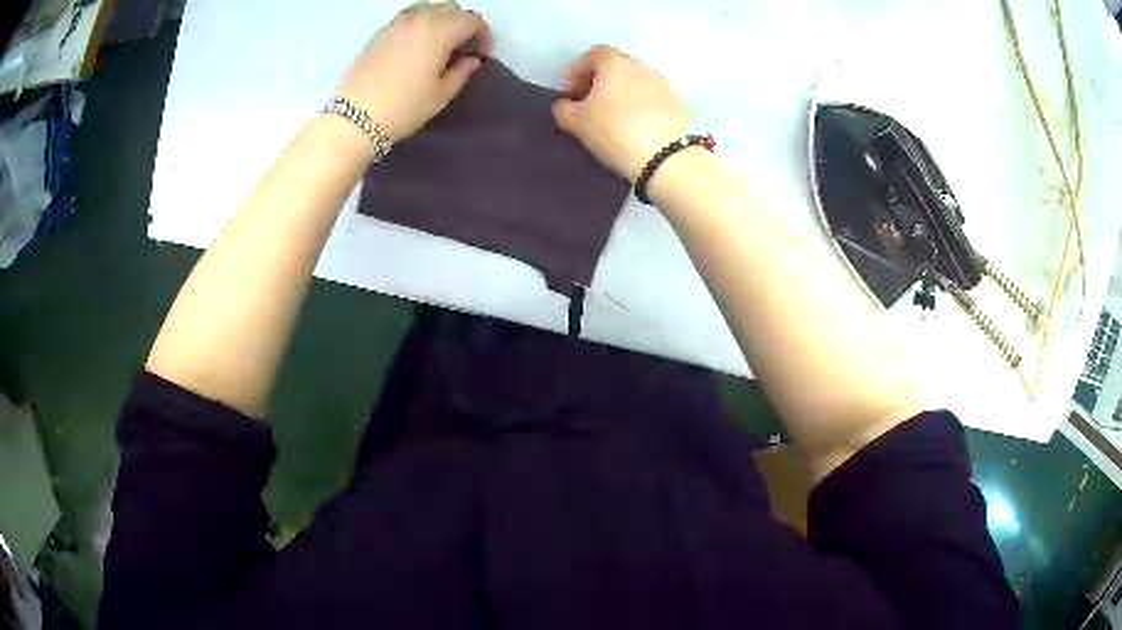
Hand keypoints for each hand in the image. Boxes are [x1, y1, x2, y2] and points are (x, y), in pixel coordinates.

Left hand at [337, 1, 491, 142]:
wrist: (354, 118)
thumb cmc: (404, 108)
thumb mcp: (440, 95)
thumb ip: (461, 72)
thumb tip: (471, 60)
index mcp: (440, 32)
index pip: (472, 20)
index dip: (483, 35)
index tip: (480, 54)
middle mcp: (420, 19)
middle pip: (451, 8)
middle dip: (461, 24)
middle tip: (460, 49)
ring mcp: (396, 24)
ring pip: (427, 8)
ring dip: (438, 20)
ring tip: (436, 44)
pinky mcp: (379, 33)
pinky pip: (407, 17)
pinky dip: (418, 24)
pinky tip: (414, 48)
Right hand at [552, 45, 689, 182]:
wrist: (667, 158)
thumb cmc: (615, 131)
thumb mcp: (577, 122)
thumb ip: (564, 109)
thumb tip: (565, 104)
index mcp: (615, 62)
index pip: (592, 54)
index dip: (577, 71)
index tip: (571, 94)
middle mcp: (641, 66)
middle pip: (615, 66)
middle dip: (600, 82)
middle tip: (589, 106)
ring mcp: (662, 84)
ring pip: (634, 82)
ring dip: (620, 94)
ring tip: (612, 119)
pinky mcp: (677, 104)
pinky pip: (651, 98)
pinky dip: (639, 106)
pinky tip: (633, 128)